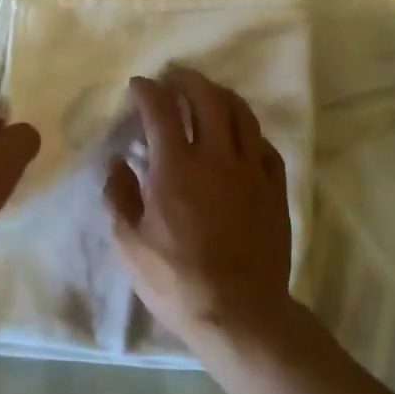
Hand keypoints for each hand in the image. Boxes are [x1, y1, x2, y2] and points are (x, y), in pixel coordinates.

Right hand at [105, 69, 293, 350]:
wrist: (240, 314)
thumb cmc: (177, 281)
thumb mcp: (129, 245)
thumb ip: (119, 197)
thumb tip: (118, 165)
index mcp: (176, 167)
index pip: (160, 110)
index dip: (147, 90)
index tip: (139, 86)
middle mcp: (217, 157)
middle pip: (207, 98)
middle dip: (187, 80)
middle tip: (174, 79)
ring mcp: (252, 171)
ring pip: (242, 114)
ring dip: (221, 96)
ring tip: (208, 95)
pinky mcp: (275, 189)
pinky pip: (265, 146)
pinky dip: (249, 132)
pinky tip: (242, 137)